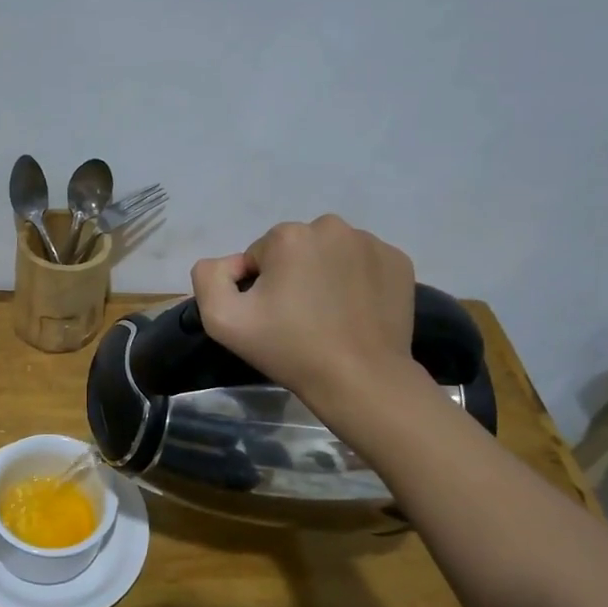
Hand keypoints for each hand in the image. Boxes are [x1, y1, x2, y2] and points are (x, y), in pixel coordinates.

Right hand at [191, 215, 418, 407]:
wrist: (361, 379)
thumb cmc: (290, 349)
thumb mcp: (222, 320)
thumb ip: (209, 277)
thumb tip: (231, 263)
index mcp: (289, 235)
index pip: (259, 255)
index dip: (259, 287)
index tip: (272, 317)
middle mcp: (331, 227)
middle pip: (296, 249)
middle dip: (292, 275)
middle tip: (299, 318)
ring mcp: (371, 243)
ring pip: (330, 253)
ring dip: (324, 275)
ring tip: (329, 316)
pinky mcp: (399, 261)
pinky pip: (363, 263)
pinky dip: (356, 281)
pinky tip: (355, 312)